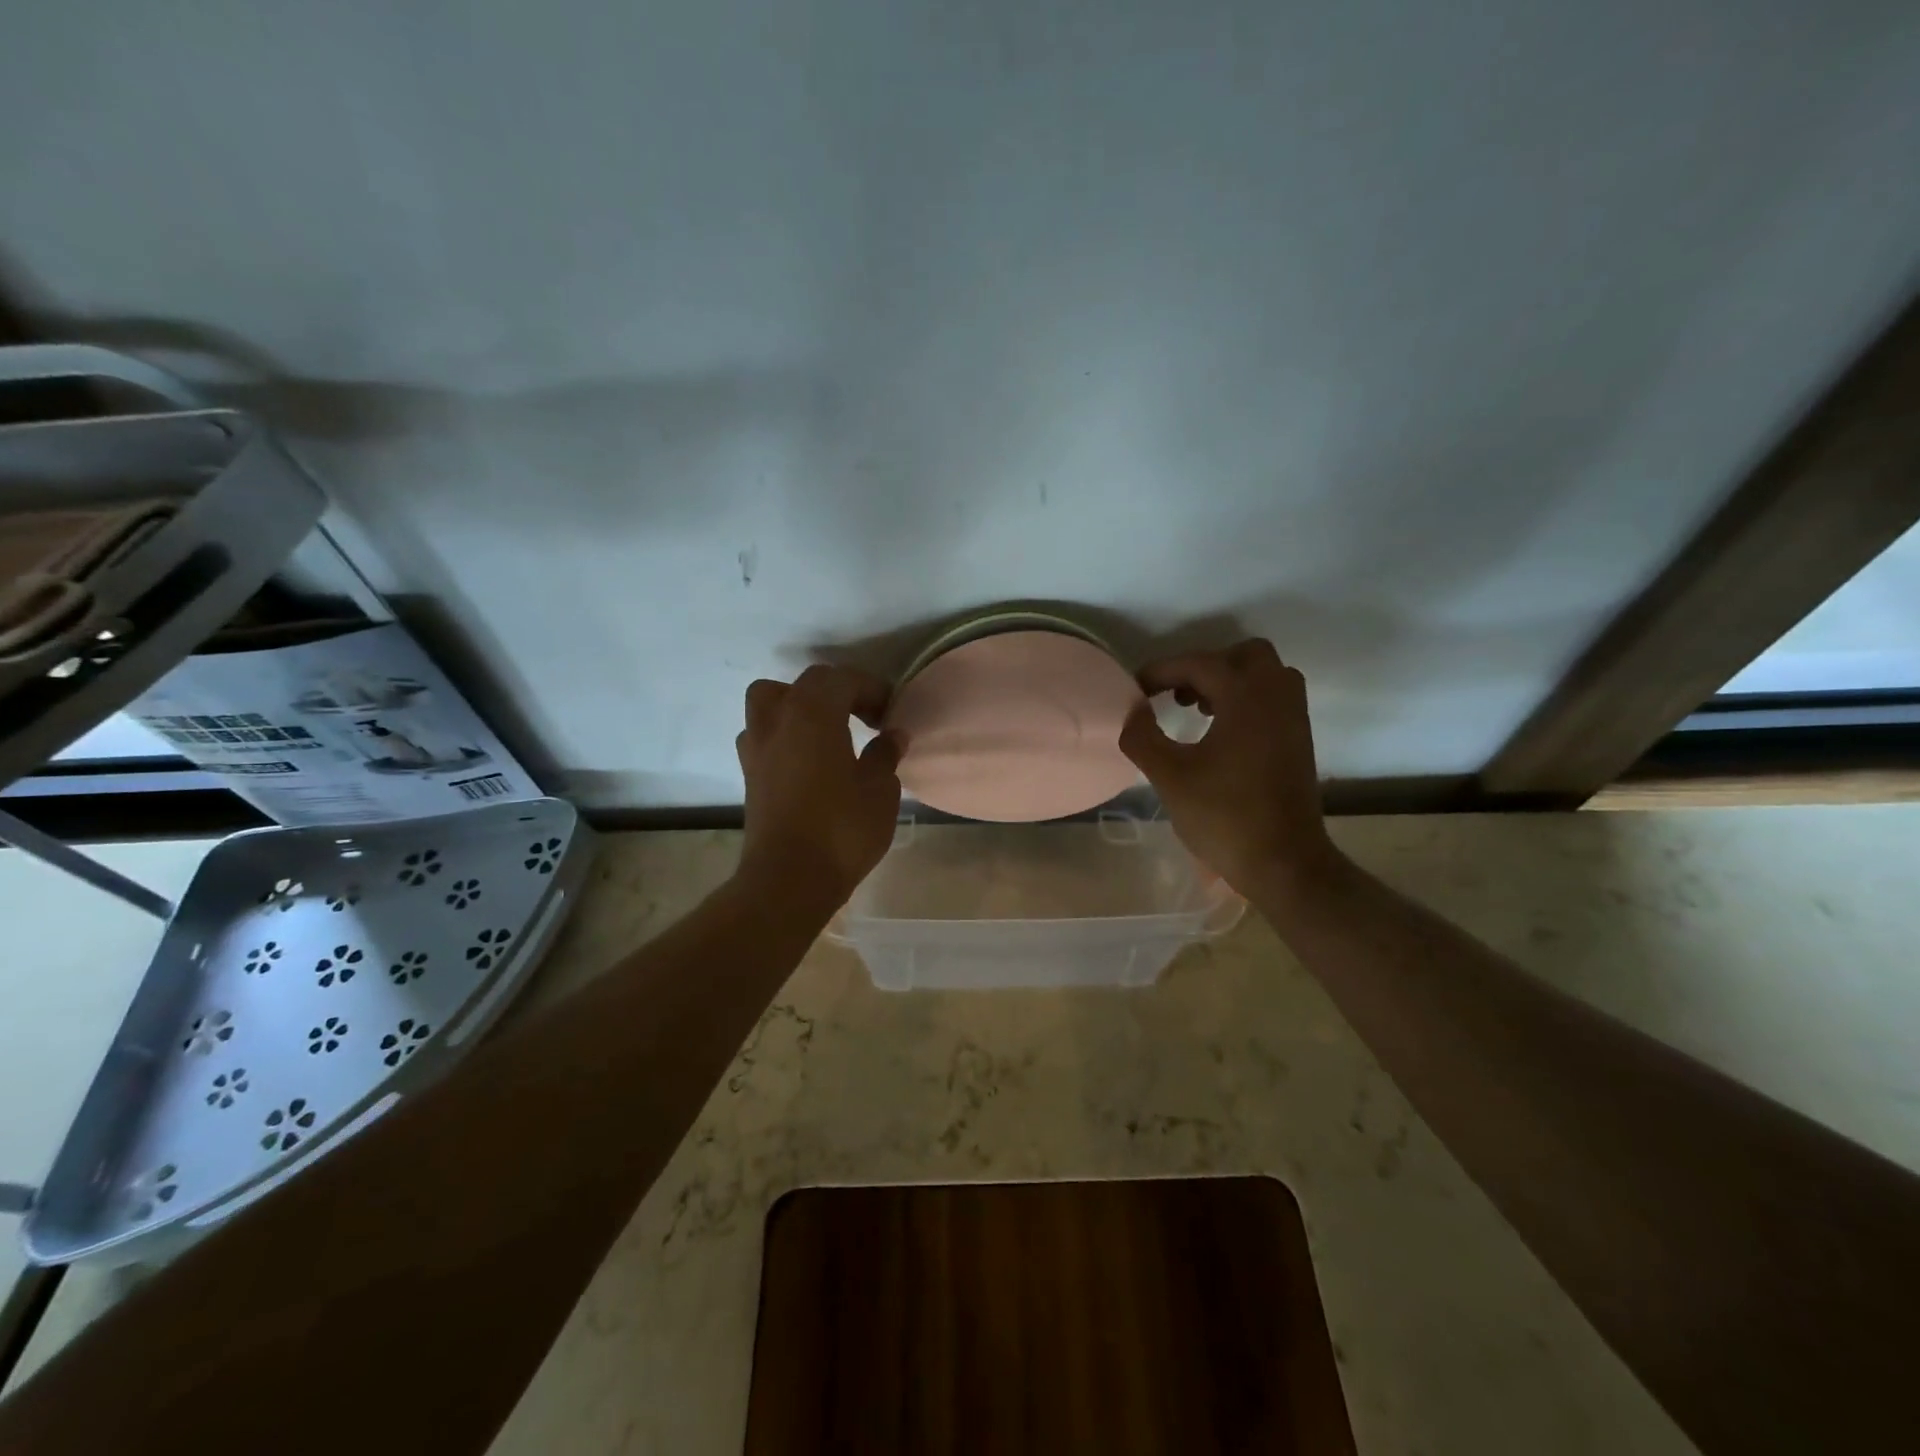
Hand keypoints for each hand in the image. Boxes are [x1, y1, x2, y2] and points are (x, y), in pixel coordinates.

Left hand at [735, 665, 902, 909]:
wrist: (789, 880)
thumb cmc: (842, 829)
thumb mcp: (880, 789)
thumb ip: (885, 754)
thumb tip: (892, 735)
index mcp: (812, 713)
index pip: (842, 679)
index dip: (872, 688)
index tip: (892, 712)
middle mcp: (777, 720)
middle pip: (804, 684)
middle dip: (837, 691)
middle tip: (863, 717)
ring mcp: (756, 748)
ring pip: (770, 702)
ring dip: (799, 706)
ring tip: (827, 731)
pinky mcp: (749, 776)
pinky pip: (764, 735)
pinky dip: (785, 734)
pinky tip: (808, 760)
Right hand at [1118, 639, 1340, 895]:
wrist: (1284, 862)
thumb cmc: (1224, 817)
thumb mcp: (1170, 776)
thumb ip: (1143, 736)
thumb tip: (1133, 711)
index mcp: (1247, 698)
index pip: (1200, 664)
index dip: (1162, 671)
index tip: (1136, 690)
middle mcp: (1277, 697)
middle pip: (1244, 656)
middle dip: (1205, 666)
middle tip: (1177, 694)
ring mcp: (1293, 719)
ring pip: (1264, 675)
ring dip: (1228, 682)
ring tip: (1196, 710)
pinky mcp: (1299, 741)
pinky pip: (1273, 699)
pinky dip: (1245, 701)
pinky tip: (1219, 733)